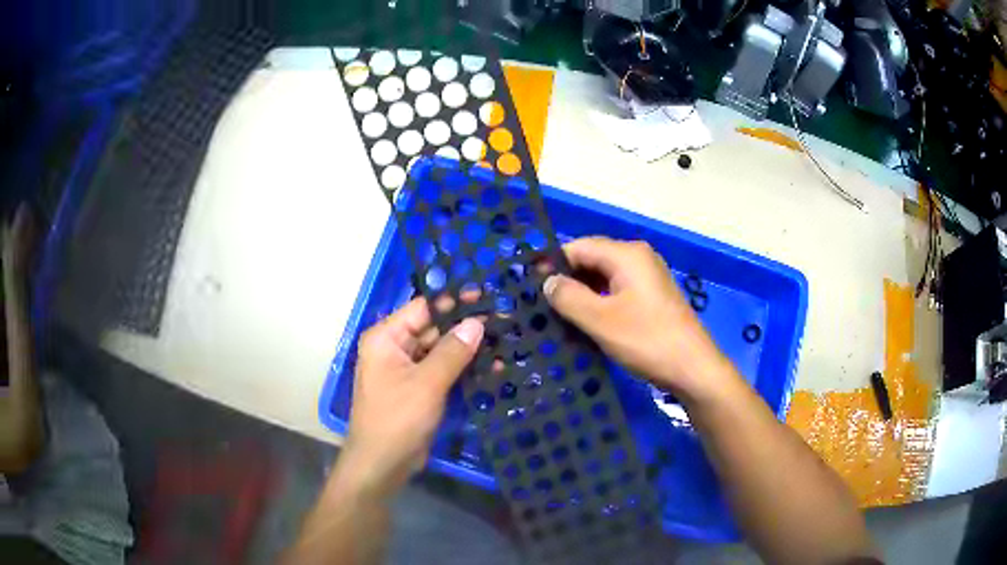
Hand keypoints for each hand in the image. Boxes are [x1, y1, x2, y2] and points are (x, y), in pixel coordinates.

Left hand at [342, 298, 483, 498]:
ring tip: (504, 340)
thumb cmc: (397, 419)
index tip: (487, 297)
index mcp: (386, 338)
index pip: (423, 308)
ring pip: (441, 350)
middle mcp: (394, 348)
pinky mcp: (418, 388)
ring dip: (468, 348)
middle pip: (433, 328)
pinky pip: (442, 370)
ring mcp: (407, 369)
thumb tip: (477, 322)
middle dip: (466, 326)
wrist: (382, 464)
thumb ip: (453, 351)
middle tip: (503, 320)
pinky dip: (463, 368)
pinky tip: (492, 366)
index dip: (455, 301)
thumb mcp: (427, 383)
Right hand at [543, 237, 734, 401]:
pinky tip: (587, 322)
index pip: (579, 247)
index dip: (553, 264)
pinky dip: (600, 302)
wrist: (693, 368)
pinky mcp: (652, 296)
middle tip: (542, 305)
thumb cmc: (646, 340)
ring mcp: (648, 277)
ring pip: (605, 277)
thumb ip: (568, 297)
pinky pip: (618, 291)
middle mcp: (638, 258)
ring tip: (560, 317)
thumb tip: (548, 282)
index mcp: (627, 254)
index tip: (531, 286)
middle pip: (592, 259)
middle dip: (568, 280)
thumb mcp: (600, 320)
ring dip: (583, 294)